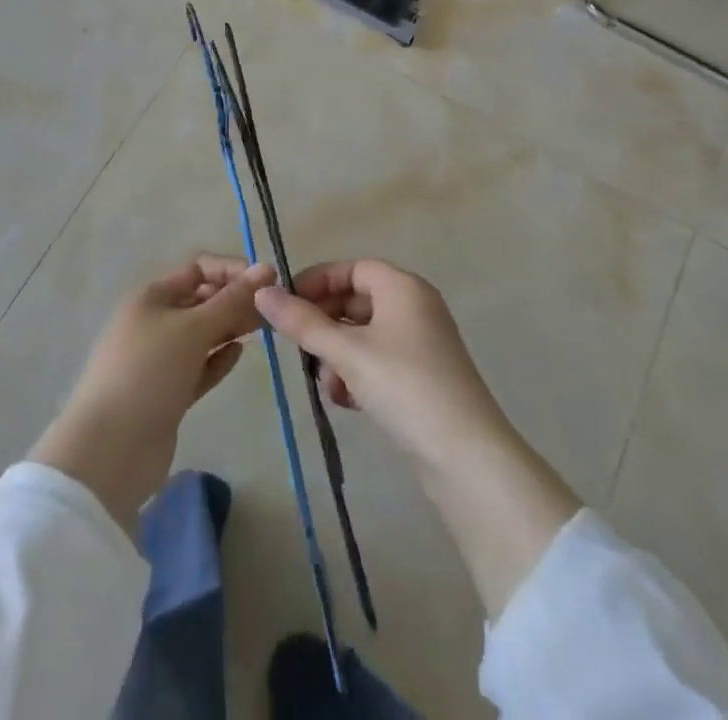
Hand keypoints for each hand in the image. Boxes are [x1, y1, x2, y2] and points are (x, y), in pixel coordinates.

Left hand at [30, 255, 275, 534]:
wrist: (111, 450)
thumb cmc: (149, 372)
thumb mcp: (193, 329)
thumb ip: (231, 301)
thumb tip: (266, 268)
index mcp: (151, 296)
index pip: (198, 269)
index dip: (232, 271)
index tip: (268, 282)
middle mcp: (154, 321)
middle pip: (201, 300)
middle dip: (235, 300)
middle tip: (274, 310)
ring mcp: (159, 360)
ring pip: (202, 334)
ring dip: (231, 328)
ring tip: (265, 329)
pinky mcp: (167, 393)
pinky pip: (199, 367)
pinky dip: (218, 359)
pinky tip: (240, 354)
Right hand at [253, 258, 503, 470]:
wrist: (466, 458)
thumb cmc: (404, 387)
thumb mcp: (347, 352)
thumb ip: (302, 322)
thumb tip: (261, 293)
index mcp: (402, 287)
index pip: (351, 268)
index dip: (317, 281)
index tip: (285, 303)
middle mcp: (414, 307)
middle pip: (356, 301)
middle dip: (324, 324)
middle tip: (297, 347)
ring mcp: (421, 345)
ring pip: (364, 335)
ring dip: (337, 355)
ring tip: (326, 383)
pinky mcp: (422, 379)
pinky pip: (378, 362)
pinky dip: (357, 374)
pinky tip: (346, 401)